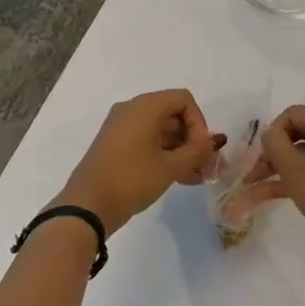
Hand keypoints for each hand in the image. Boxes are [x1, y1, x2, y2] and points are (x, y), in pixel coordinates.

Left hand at [57, 89, 223, 234]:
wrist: (87, 205)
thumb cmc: (132, 179)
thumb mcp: (170, 167)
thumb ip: (198, 151)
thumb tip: (216, 140)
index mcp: (145, 106)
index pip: (183, 100)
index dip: (199, 123)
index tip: (202, 151)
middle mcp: (132, 108)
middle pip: (172, 113)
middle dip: (191, 139)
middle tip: (204, 168)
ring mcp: (121, 126)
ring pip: (160, 129)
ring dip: (180, 150)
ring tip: (194, 178)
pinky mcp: (114, 143)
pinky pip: (146, 139)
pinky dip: (163, 154)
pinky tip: (177, 178)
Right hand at [252, 105, 304, 272]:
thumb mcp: (293, 168)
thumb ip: (274, 143)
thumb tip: (269, 133)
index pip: (293, 114)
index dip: (272, 132)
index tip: (260, 155)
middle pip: (297, 132)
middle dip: (272, 152)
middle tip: (253, 172)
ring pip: (303, 154)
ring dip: (278, 167)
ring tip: (252, 187)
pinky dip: (293, 178)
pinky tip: (266, 195)